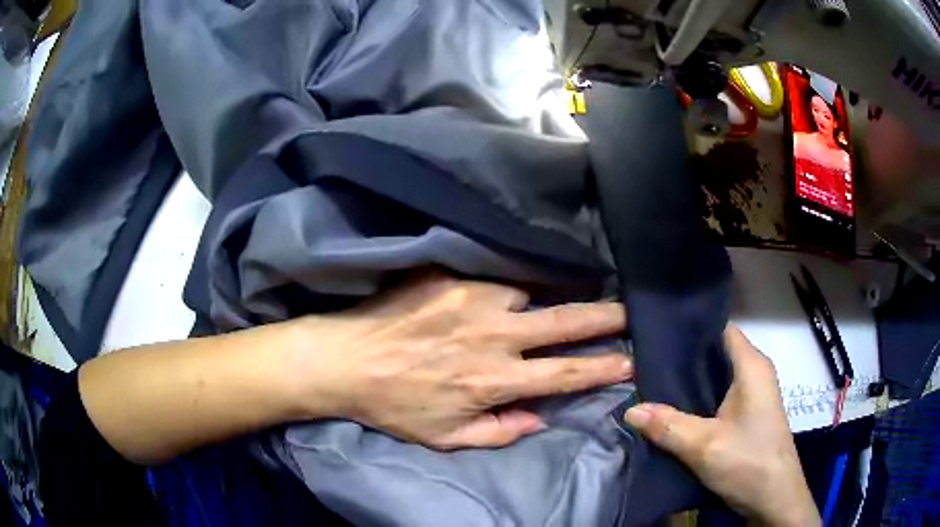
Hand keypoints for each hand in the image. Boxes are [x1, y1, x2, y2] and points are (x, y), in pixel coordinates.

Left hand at [291, 270, 630, 449]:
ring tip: (555, 296)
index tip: (631, 360)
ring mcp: (473, 300)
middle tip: (628, 311)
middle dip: (605, 318)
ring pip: (530, 291)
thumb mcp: (446, 437)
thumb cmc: (396, 405)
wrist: (345, 360)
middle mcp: (494, 337)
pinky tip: (509, 287)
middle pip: (565, 323)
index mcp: (494, 381)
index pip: (565, 373)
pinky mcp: (452, 277)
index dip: (603, 367)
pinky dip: (510, 284)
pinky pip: (496, 276)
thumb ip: (499, 433)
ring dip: (547, 296)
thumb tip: (540, 417)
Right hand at [623, 326, 819, 526]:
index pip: (721, 328)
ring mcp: (751, 396)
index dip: (691, 327)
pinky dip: (695, 400)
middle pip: (715, 353)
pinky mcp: (745, 416)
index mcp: (752, 366)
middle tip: (642, 361)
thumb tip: (630, 410)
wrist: (773, 499)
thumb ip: (668, 426)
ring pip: (714, 378)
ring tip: (648, 381)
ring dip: (687, 382)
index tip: (655, 333)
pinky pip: (716, 397)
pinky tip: (670, 409)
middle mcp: (753, 373)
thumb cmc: (749, 462)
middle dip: (682, 358)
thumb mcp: (705, 446)